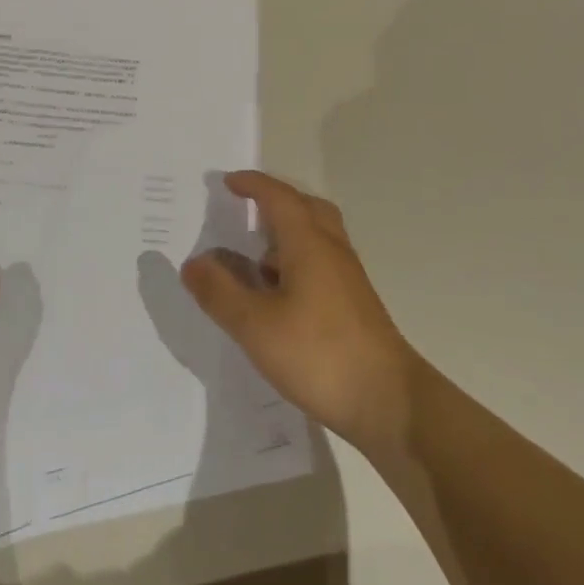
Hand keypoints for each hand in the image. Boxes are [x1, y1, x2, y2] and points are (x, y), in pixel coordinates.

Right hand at [182, 171, 417, 455]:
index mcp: (308, 243)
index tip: (228, 182)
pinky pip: (321, 261)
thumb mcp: (255, 326)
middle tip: (247, 209)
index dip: (252, 185)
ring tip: (255, 256)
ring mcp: (347, 277)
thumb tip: (193, 262)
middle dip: (275, 201)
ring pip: (316, 236)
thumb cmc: (319, 355)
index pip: (278, 198)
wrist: (389, 402)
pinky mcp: (354, 303)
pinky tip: (279, 294)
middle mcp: (331, 250)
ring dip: (287, 233)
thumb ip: (220, 292)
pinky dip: (296, 260)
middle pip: (305, 207)